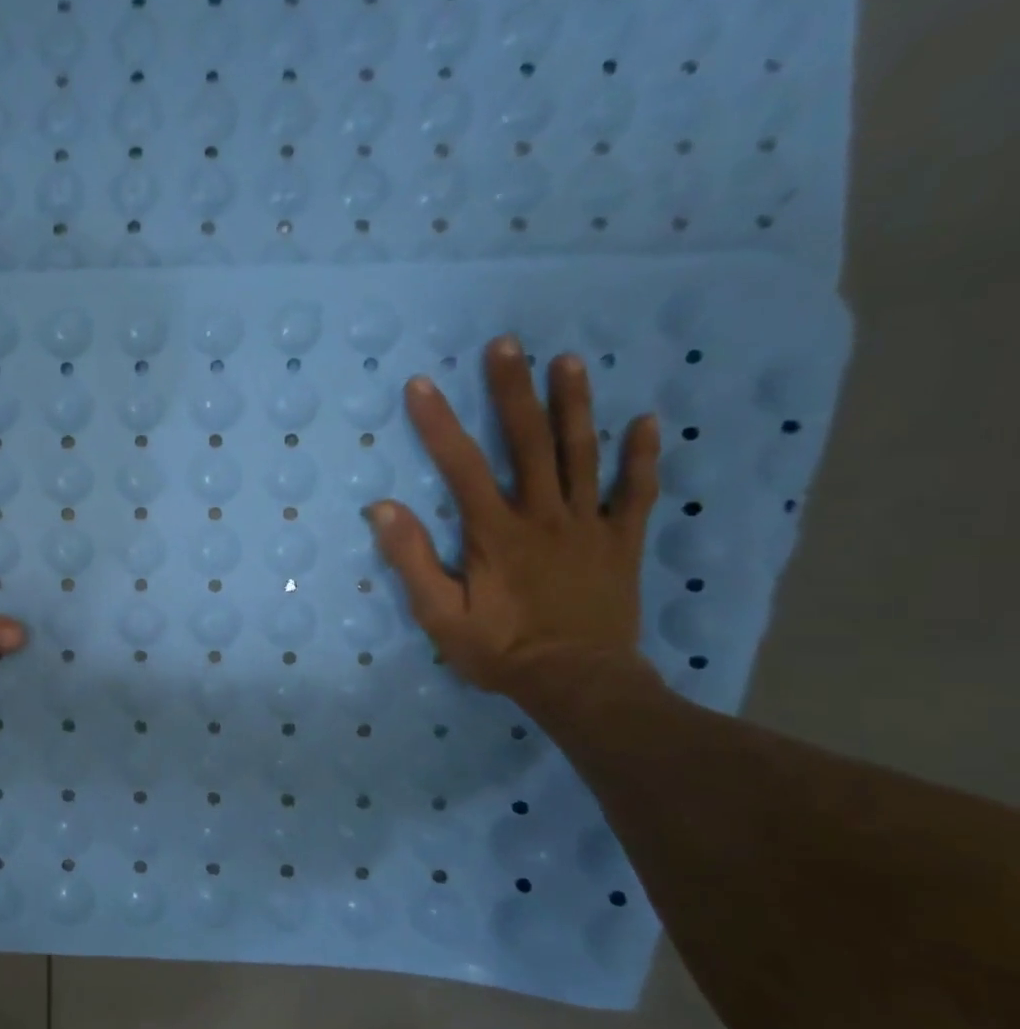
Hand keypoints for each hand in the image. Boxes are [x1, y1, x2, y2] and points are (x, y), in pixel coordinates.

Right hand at [367, 336, 660, 701]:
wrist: (579, 684)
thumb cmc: (501, 650)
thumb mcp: (440, 614)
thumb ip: (413, 559)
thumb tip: (383, 508)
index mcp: (496, 532)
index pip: (462, 465)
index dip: (439, 423)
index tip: (422, 384)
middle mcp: (544, 515)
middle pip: (529, 442)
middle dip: (514, 391)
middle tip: (507, 344)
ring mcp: (588, 525)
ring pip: (582, 454)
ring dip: (574, 405)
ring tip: (569, 361)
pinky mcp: (621, 542)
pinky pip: (636, 492)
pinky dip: (642, 457)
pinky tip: (645, 422)